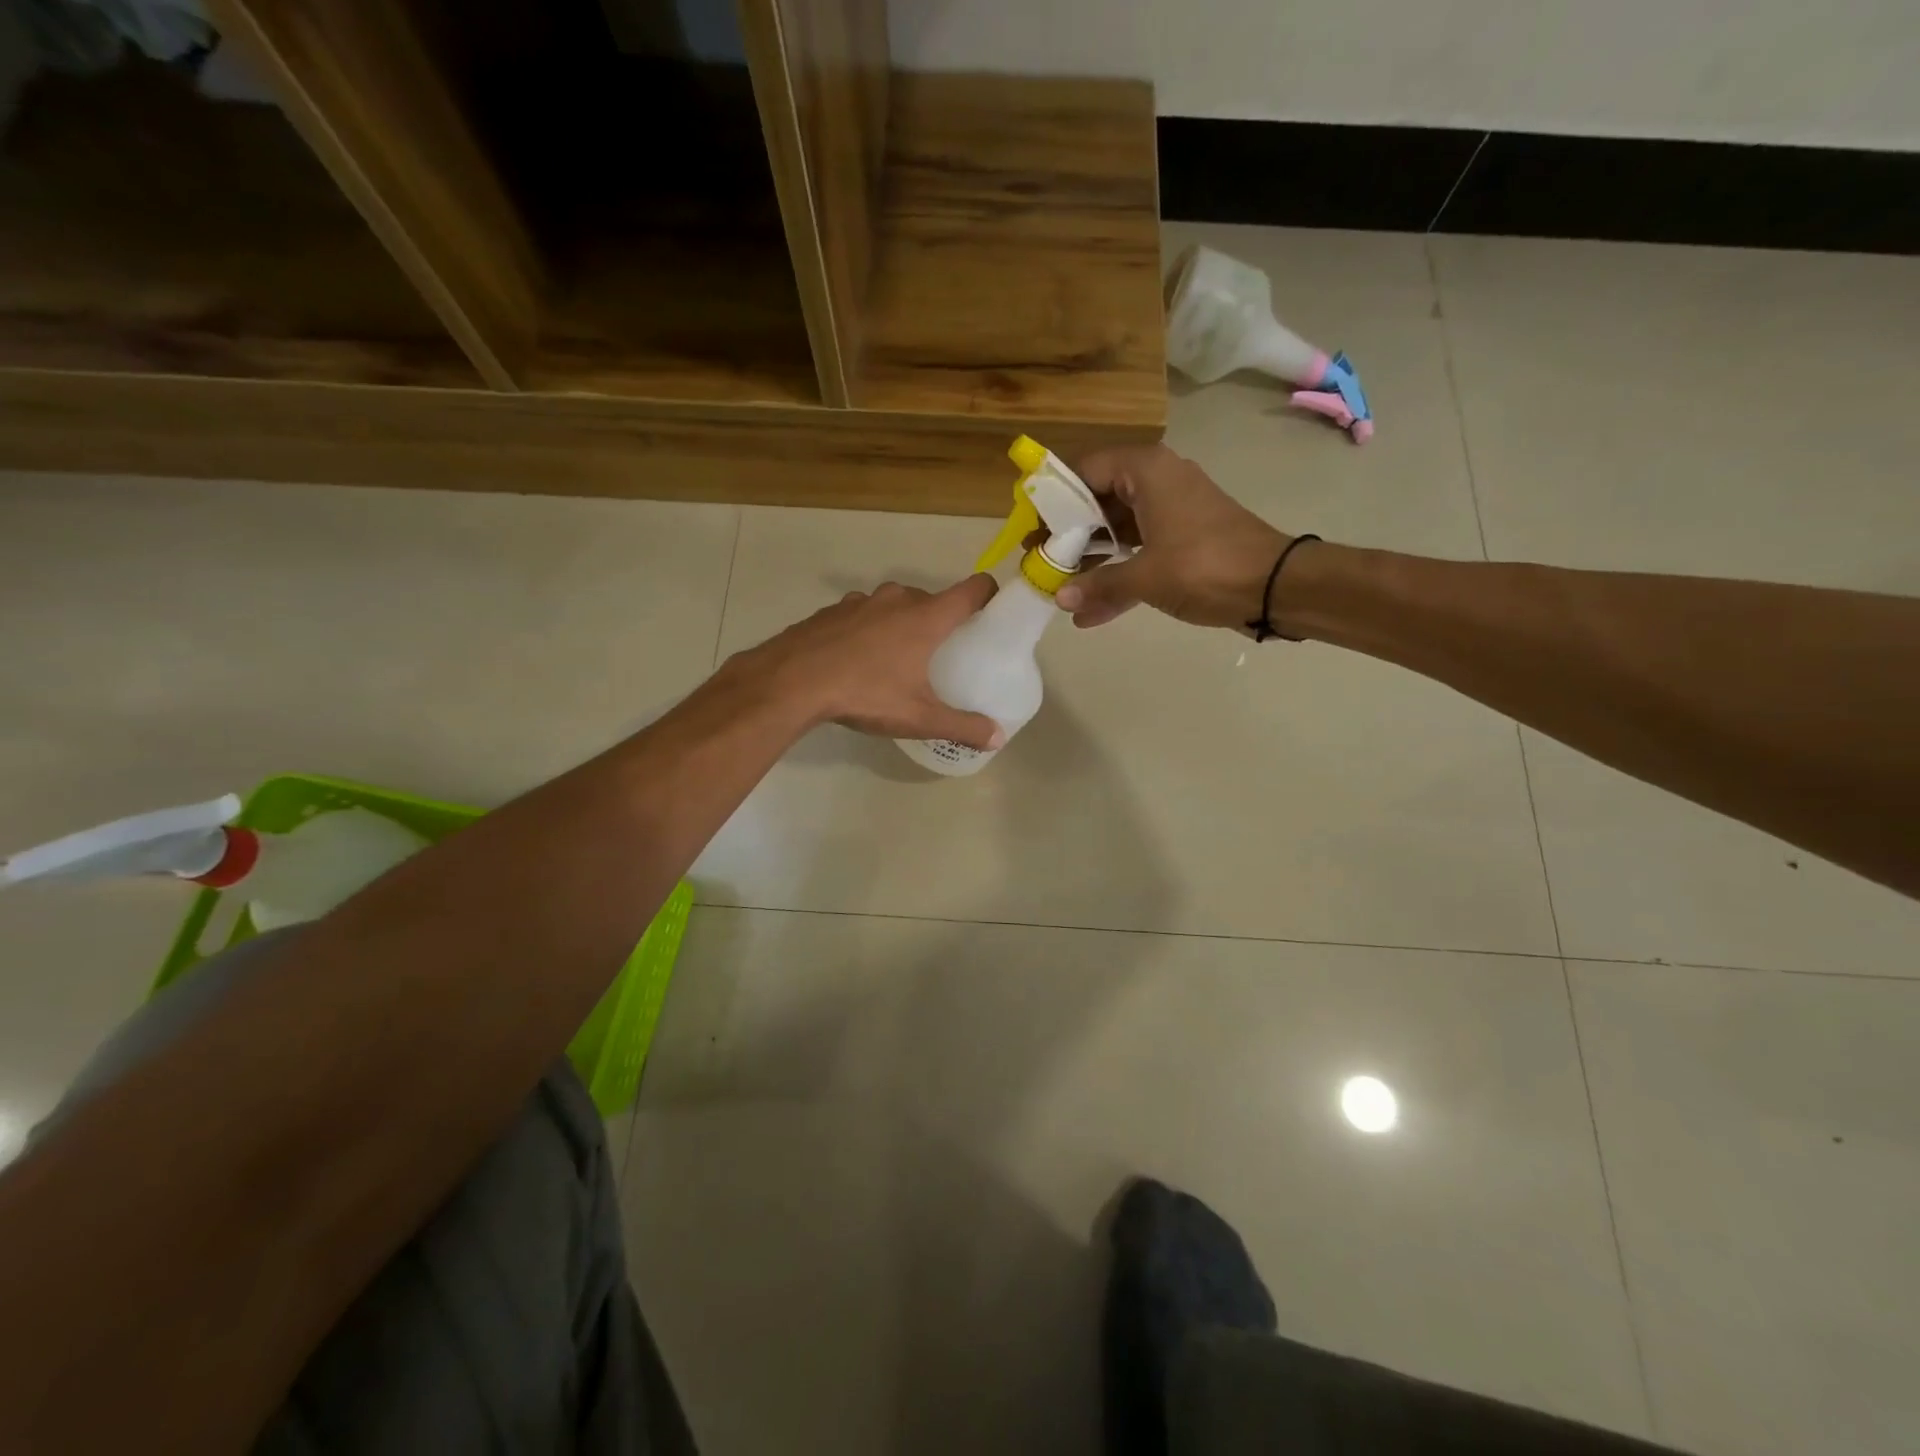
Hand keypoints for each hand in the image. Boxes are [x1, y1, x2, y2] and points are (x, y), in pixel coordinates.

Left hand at [734, 576, 1005, 748]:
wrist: (791, 681)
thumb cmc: (865, 693)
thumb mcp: (918, 717)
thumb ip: (962, 726)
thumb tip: (997, 738)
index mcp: (927, 617)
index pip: (973, 589)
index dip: (989, 597)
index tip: (992, 616)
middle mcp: (898, 599)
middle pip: (933, 599)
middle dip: (941, 621)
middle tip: (943, 654)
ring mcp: (861, 601)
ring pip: (894, 605)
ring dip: (902, 624)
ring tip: (898, 659)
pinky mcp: (832, 610)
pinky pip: (863, 614)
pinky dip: (869, 629)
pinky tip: (858, 660)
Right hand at [1054, 445, 1292, 632]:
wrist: (1275, 586)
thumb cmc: (1206, 566)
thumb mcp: (1145, 576)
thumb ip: (1099, 585)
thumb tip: (1059, 598)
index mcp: (1145, 471)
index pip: (1083, 469)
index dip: (1052, 497)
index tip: (1029, 526)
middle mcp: (1155, 482)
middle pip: (1097, 500)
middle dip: (1067, 535)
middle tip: (1038, 560)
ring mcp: (1169, 513)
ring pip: (1116, 530)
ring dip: (1089, 561)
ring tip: (1056, 588)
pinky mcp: (1181, 541)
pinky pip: (1137, 553)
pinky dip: (1116, 577)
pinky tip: (1088, 614)